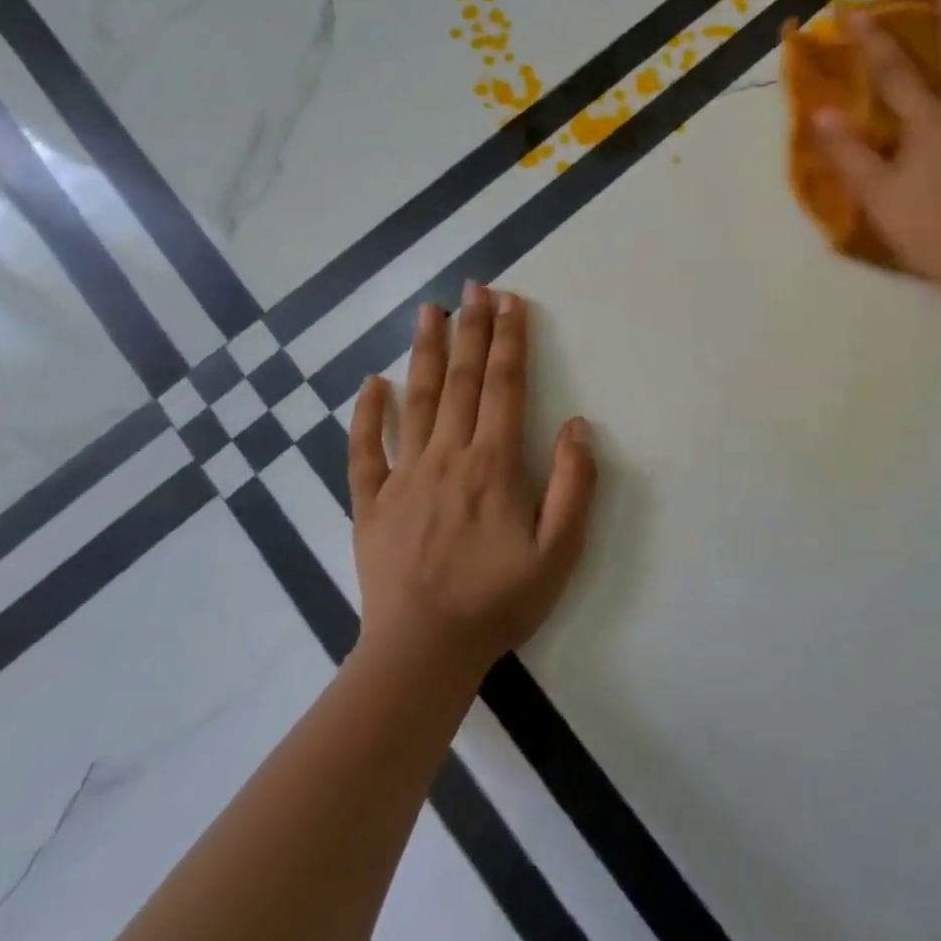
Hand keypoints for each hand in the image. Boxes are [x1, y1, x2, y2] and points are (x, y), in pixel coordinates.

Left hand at [346, 284, 597, 673]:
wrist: (423, 653)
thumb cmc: (499, 600)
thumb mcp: (559, 550)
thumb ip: (573, 484)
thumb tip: (577, 426)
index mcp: (493, 464)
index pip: (504, 385)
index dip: (510, 340)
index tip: (512, 301)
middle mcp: (447, 456)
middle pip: (460, 379)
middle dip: (471, 328)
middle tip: (474, 286)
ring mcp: (403, 476)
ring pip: (415, 400)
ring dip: (424, 351)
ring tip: (428, 310)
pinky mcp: (371, 503)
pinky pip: (363, 450)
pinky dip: (366, 413)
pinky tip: (370, 383)